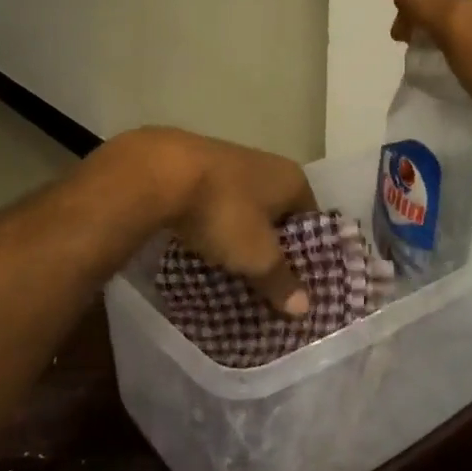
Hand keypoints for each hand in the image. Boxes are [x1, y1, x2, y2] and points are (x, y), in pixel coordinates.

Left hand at [97, 129, 317, 314]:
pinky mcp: (196, 169)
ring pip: (243, 210)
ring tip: (234, 273)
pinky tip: (203, 250)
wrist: (160, 172)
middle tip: (266, 285)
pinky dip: (213, 227)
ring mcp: (229, 163)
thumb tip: (304, 307)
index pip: (311, 221)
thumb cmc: (224, 211)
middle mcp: (265, 165)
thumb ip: (281, 280)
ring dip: (240, 238)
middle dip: (271, 248)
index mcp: (292, 179)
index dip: (307, 255)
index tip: (297, 286)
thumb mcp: (257, 256)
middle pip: (276, 215)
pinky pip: (214, 206)